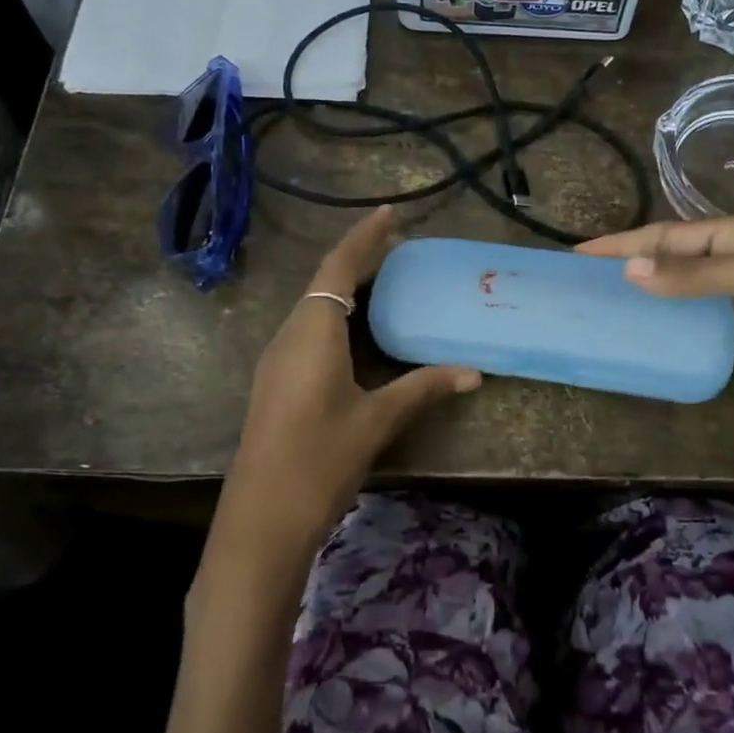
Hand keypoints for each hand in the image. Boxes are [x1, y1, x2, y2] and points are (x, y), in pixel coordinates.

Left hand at [213, 208, 479, 570]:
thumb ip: (422, 389)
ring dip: (346, 290)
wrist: (261, 520)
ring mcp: (277, 360)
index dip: (364, 238)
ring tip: (384, 284)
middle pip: (324, 283)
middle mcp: (289, 335)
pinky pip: (309, 332)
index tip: (389, 213)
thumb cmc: (320, 459)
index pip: (340, 268)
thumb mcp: (376, 421)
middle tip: (397, 248)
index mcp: (312, 332)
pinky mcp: (276, 382)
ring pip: (314, 309)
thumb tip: (472, 372)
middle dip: (358, 260)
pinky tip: (358, 336)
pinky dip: (337, 318)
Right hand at [577, 215, 733, 441]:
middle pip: (673, 256)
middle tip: (584, 278)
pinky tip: (646, 327)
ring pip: (683, 287)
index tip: (580, 253)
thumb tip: (630, 270)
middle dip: (631, 262)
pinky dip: (670, 318)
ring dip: (647, 290)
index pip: (671, 234)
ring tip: (605, 301)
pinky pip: (698, 316)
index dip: (625, 242)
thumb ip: (694, 274)